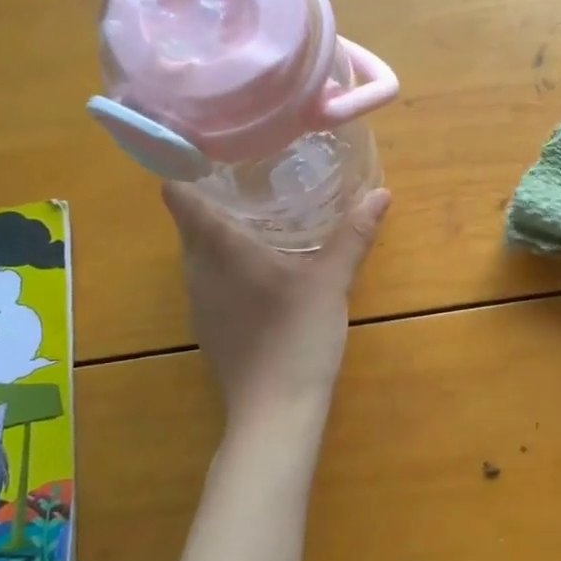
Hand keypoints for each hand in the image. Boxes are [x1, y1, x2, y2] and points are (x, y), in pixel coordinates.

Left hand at [162, 183, 389, 425]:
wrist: (275, 411)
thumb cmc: (296, 336)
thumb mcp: (331, 281)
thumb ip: (354, 234)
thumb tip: (382, 193)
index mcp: (218, 248)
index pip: (178, 195)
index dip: (188, 168)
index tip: (215, 149)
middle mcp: (197, 269)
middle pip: (189, 221)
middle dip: (213, 195)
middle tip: (253, 175)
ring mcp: (200, 301)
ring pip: (199, 252)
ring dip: (221, 231)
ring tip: (260, 213)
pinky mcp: (209, 326)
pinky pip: (209, 278)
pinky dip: (227, 263)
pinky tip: (263, 268)